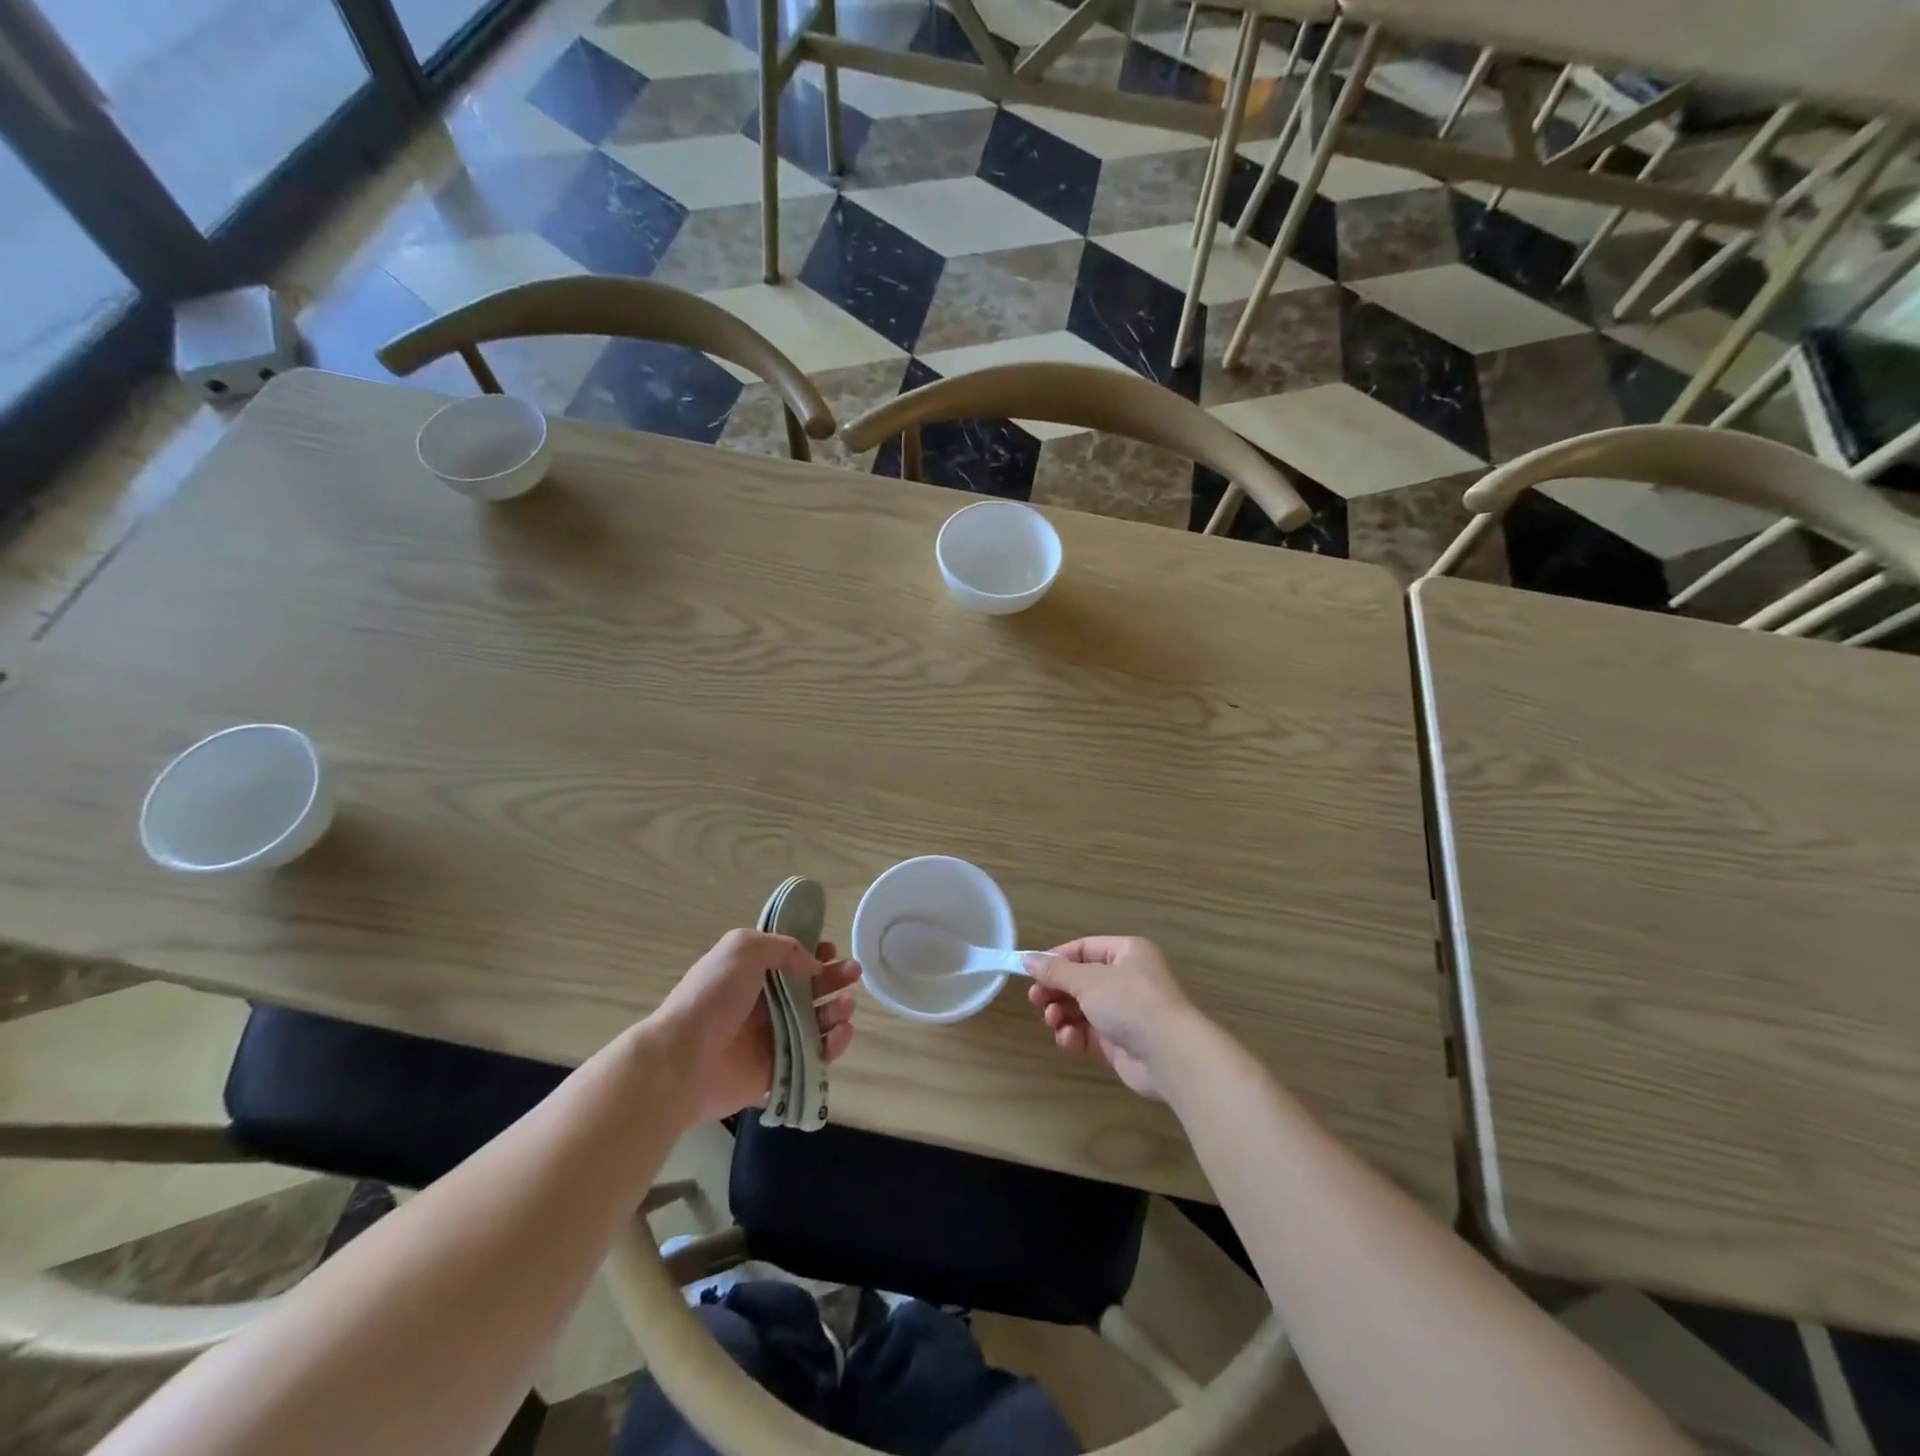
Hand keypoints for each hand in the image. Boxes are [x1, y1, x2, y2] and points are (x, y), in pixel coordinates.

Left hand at [652, 929, 860, 1125]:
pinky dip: (833, 1045)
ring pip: (817, 1022)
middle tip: (853, 974)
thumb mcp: (743, 948)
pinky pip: (815, 1056)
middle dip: (834, 978)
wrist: (684, 1060)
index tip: (831, 950)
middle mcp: (764, 1004)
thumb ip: (783, 947)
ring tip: (845, 1006)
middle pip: (810, 988)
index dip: (814, 952)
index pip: (790, 959)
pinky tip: (841, 1033)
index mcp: (752, 973)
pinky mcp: (780, 1071)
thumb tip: (813, 964)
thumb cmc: (713, 997)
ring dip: (837, 1010)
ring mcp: (773, 1038)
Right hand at [1026, 936, 1204, 1099]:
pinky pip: (1089, 1033)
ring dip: (1062, 1014)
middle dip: (1056, 991)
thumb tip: (1027, 959)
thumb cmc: (1130, 1003)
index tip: (1031, 972)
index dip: (1057, 959)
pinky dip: (1075, 1035)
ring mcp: (1124, 1012)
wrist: (1169, 1055)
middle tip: (1036, 1001)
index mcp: (1126, 953)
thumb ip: (1055, 971)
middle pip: (1080, 980)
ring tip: (1053, 1021)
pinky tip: (1069, 1039)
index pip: (1084, 949)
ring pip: (1081, 1008)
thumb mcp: (1088, 981)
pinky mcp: (1120, 1042)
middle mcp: (1127, 979)